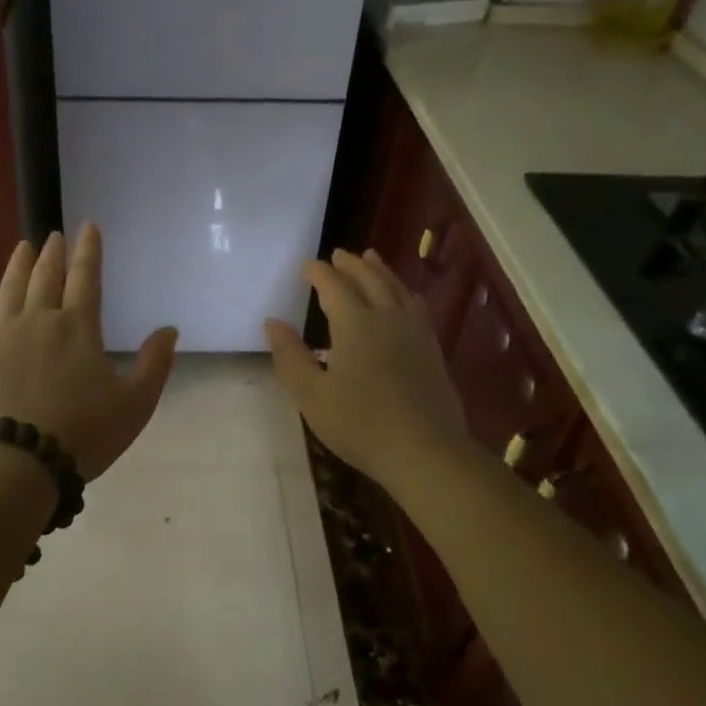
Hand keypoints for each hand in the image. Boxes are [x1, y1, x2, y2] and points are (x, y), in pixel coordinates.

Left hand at [0, 225, 178, 478]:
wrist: (16, 464)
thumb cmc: (82, 434)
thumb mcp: (134, 404)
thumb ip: (154, 364)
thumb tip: (169, 329)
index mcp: (77, 328)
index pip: (86, 278)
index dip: (89, 250)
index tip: (88, 226)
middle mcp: (37, 322)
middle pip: (45, 278)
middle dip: (52, 254)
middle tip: (53, 235)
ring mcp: (0, 338)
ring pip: (9, 292)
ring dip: (16, 266)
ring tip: (21, 247)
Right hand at [265, 248, 472, 490]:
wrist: (426, 451)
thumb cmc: (360, 424)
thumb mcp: (311, 395)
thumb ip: (290, 357)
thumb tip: (273, 323)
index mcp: (355, 324)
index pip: (333, 286)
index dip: (318, 273)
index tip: (306, 265)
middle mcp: (386, 317)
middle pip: (369, 278)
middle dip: (351, 264)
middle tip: (338, 254)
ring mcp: (415, 331)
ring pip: (396, 288)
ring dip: (380, 270)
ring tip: (371, 258)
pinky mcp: (432, 349)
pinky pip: (416, 305)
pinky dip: (403, 291)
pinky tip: (404, 298)